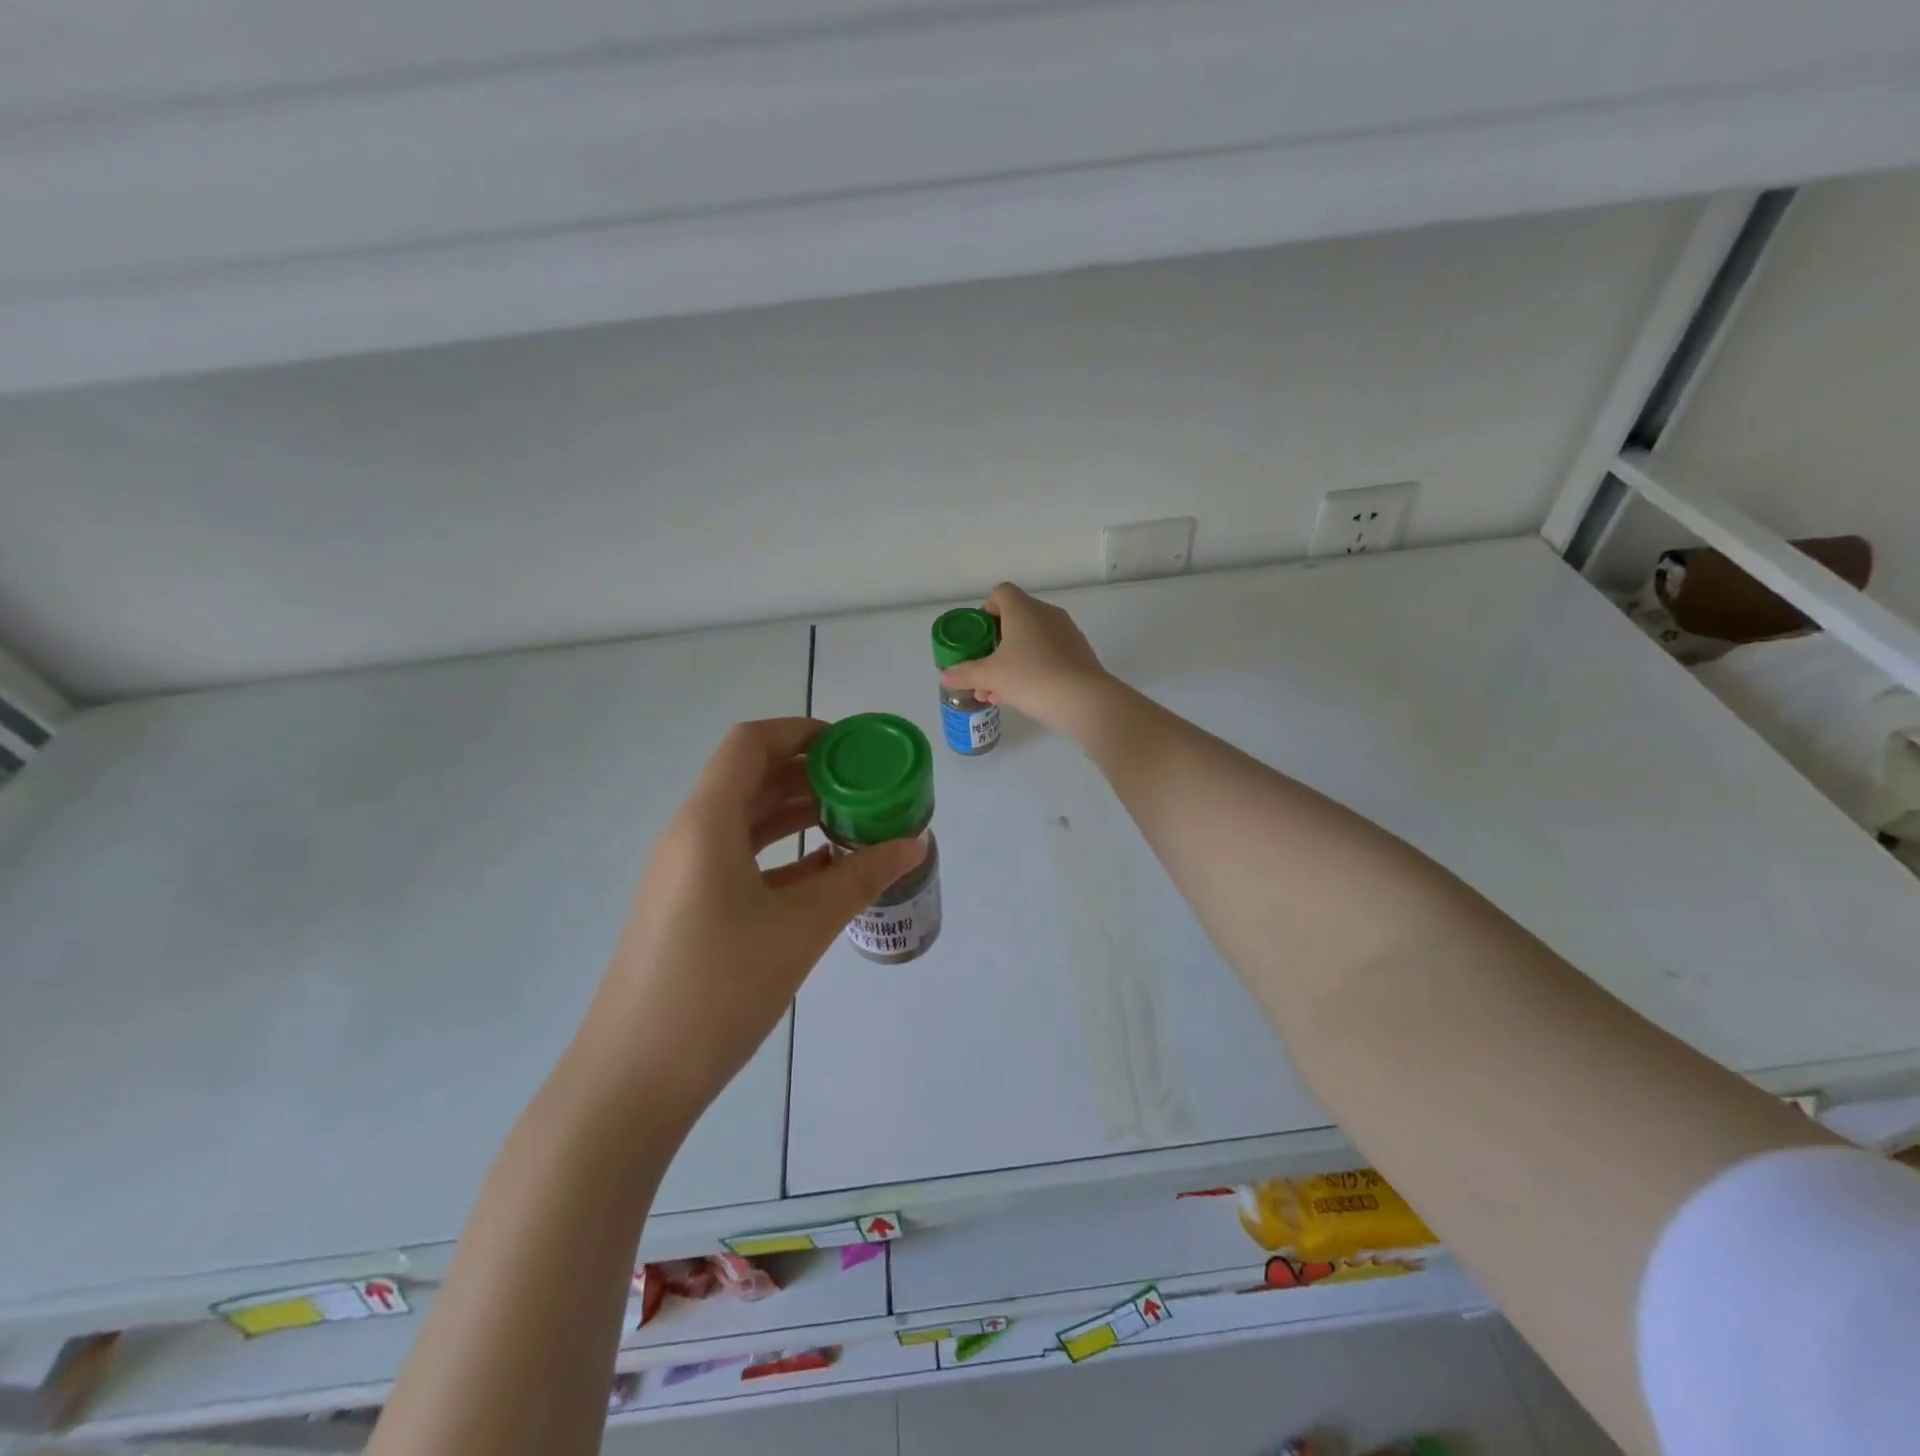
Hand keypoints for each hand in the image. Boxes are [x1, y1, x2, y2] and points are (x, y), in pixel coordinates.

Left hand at [575, 718, 924, 1121]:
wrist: (634, 1079)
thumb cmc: (718, 988)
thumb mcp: (801, 928)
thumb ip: (860, 878)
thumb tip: (914, 843)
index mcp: (706, 823)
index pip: (750, 744)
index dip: (800, 731)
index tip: (851, 745)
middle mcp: (689, 837)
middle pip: (749, 779)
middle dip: (808, 773)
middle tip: (865, 783)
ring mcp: (684, 876)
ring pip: (745, 822)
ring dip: (796, 814)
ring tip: (854, 821)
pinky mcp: (688, 909)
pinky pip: (739, 860)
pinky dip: (781, 854)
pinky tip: (823, 872)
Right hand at [938, 584, 1112, 736]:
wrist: (1084, 700)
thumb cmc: (1031, 678)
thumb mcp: (990, 677)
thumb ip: (966, 673)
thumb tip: (945, 674)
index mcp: (1023, 609)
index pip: (1000, 593)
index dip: (985, 611)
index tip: (978, 637)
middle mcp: (1046, 613)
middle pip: (1014, 619)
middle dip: (994, 646)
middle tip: (982, 671)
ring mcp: (1066, 632)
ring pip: (1031, 640)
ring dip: (1011, 661)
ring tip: (996, 693)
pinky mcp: (1079, 652)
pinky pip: (1048, 653)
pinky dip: (1032, 667)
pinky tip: (1022, 695)